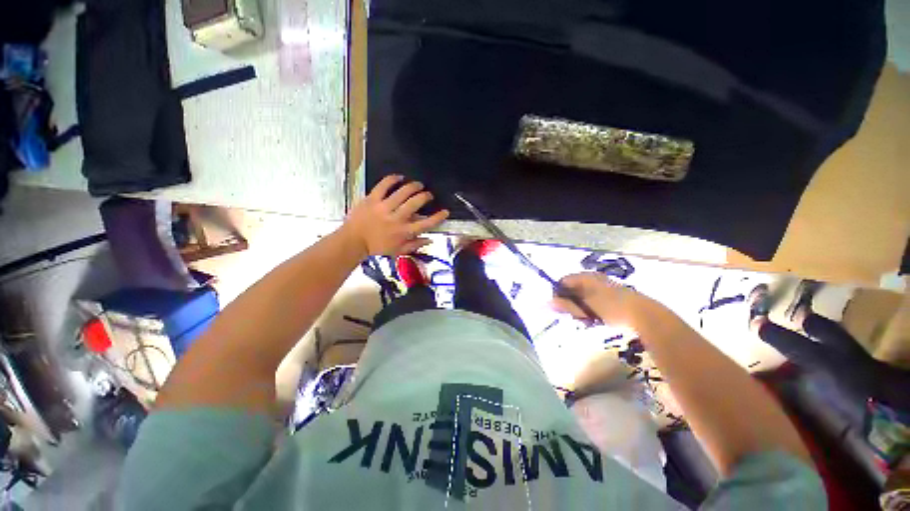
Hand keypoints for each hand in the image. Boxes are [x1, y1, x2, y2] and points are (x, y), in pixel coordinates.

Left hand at [342, 175, 449, 257]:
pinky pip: (383, 185)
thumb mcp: (398, 251)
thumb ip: (415, 245)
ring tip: (418, 185)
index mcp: (404, 232)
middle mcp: (396, 219)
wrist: (353, 241)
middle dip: (426, 197)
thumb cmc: (377, 247)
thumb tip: (430, 239)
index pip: (426, 224)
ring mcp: (383, 207)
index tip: (445, 212)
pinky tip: (399, 177)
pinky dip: (393, 179)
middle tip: (428, 195)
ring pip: (402, 192)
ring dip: (413, 186)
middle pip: (416, 203)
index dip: (438, 217)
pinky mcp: (372, 199)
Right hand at [551, 272, 666, 329]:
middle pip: (572, 290)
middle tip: (576, 317)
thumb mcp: (585, 307)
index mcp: (585, 277)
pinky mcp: (611, 297)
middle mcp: (592, 279)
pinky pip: (593, 303)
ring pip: (582, 298)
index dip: (558, 295)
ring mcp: (603, 287)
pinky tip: (595, 321)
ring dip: (580, 310)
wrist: (645, 317)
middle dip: (570, 304)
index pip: (562, 282)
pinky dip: (590, 312)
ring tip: (587, 321)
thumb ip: (566, 304)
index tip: (560, 309)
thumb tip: (547, 302)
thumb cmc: (611, 308)